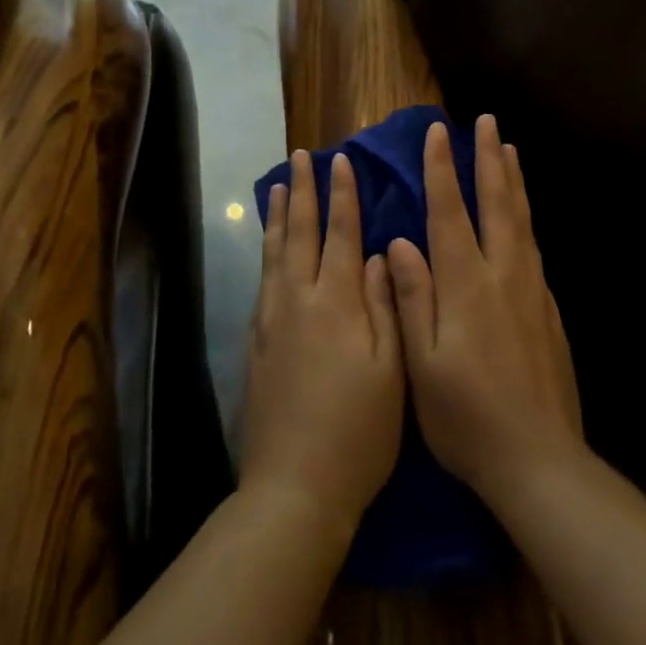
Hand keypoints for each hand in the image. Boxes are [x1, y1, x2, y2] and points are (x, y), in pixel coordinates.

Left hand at [240, 150, 404, 535]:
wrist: (294, 487)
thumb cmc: (358, 432)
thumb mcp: (390, 371)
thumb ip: (383, 306)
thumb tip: (376, 254)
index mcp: (335, 303)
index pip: (340, 234)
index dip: (343, 196)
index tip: (342, 161)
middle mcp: (296, 301)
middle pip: (299, 233)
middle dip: (303, 191)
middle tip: (301, 157)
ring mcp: (270, 322)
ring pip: (274, 253)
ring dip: (279, 216)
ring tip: (278, 186)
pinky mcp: (255, 344)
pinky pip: (261, 280)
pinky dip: (266, 252)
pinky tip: (269, 250)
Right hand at [388, 117, 583, 508]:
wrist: (540, 462)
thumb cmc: (466, 418)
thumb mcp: (421, 364)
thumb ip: (412, 297)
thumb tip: (400, 242)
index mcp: (466, 285)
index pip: (451, 212)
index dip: (442, 170)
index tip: (438, 132)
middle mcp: (503, 276)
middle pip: (497, 204)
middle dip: (489, 159)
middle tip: (487, 122)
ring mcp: (532, 292)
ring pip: (522, 221)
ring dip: (513, 181)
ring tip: (510, 150)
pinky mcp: (549, 311)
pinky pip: (535, 248)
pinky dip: (527, 218)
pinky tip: (524, 217)